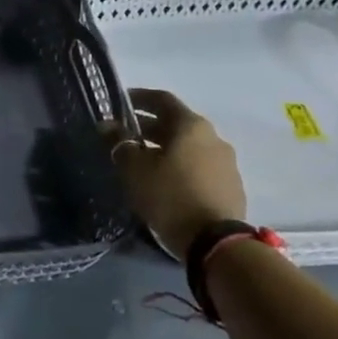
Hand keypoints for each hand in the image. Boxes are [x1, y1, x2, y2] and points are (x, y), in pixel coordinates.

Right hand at [109, 88, 246, 262]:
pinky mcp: (230, 185)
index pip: (162, 99)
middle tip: (124, 136)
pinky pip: (199, 166)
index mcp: (191, 126)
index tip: (118, 103)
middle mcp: (213, 137)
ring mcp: (226, 162)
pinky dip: (179, 166)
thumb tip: (107, 126)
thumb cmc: (169, 195)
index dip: (138, 97)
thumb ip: (119, 143)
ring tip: (142, 161)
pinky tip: (165, 181)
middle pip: (176, 123)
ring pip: (188, 146)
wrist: (215, 241)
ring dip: (165, 148)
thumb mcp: (134, 169)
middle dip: (148, 127)